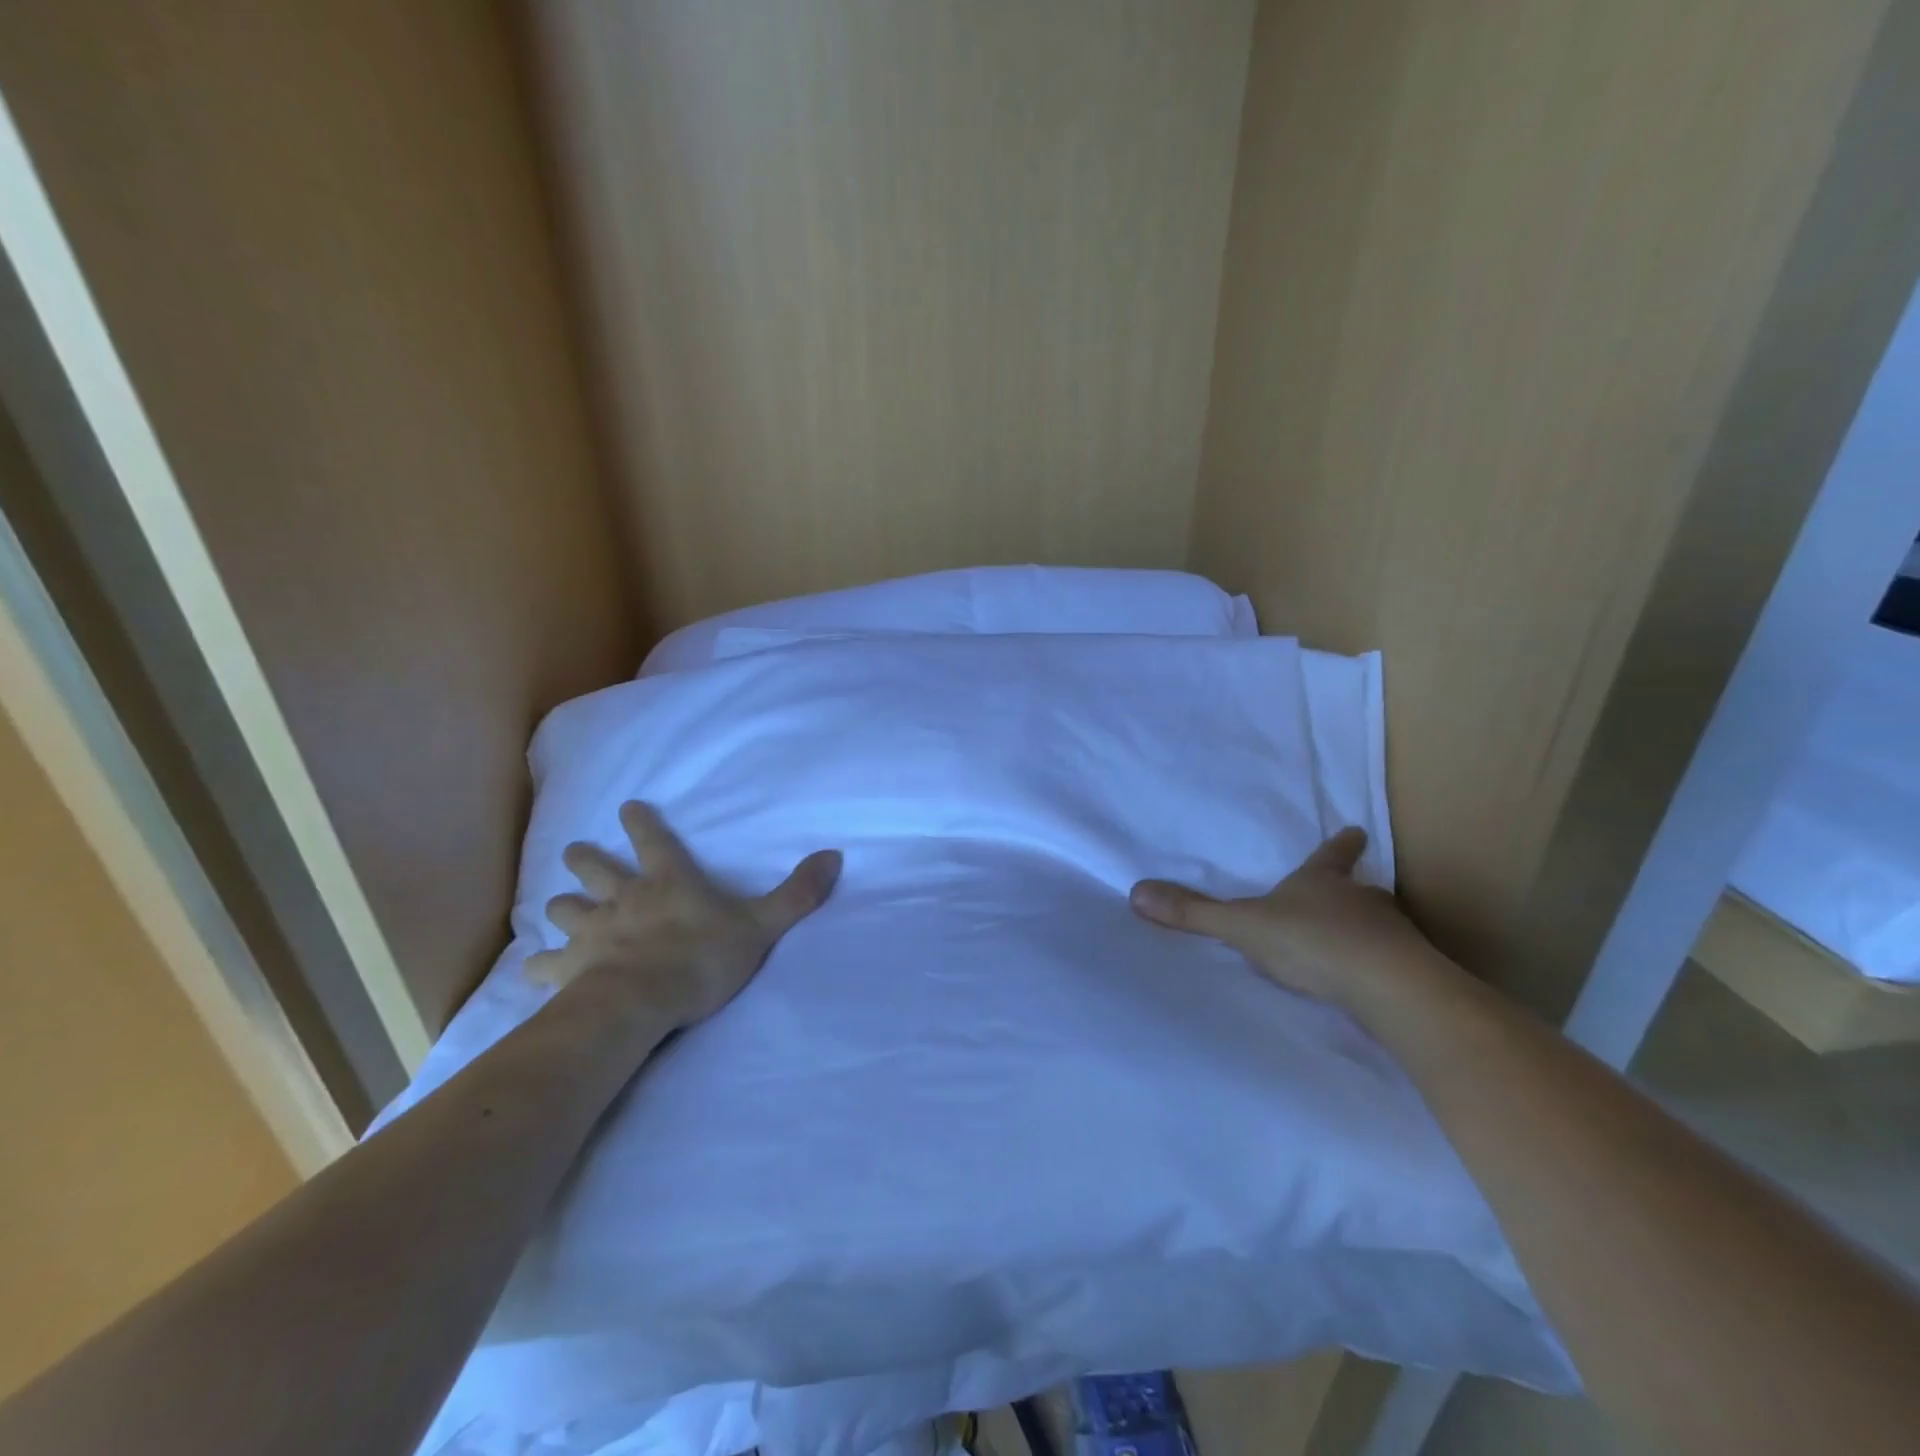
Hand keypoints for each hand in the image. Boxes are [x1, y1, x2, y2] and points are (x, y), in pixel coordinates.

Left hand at [526, 801, 841, 1028]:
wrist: (642, 1002)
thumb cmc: (703, 957)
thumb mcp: (762, 924)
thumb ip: (798, 893)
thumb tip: (835, 855)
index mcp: (667, 882)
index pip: (652, 840)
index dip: (639, 822)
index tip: (625, 807)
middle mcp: (624, 898)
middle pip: (593, 870)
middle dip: (584, 859)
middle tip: (576, 852)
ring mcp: (591, 932)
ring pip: (564, 910)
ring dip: (562, 906)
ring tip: (559, 906)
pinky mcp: (568, 968)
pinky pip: (544, 964)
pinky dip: (539, 965)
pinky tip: (533, 968)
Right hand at [1129, 827, 1438, 1008]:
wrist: (1386, 986)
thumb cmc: (1311, 941)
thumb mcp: (1243, 926)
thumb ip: (1194, 913)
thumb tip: (1137, 891)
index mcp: (1322, 882)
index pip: (1331, 855)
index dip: (1340, 844)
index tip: (1356, 830)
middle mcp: (1361, 901)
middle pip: (1361, 889)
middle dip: (1356, 891)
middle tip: (1354, 893)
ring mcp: (1390, 935)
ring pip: (1380, 925)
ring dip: (1369, 930)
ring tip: (1358, 944)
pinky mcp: (1408, 970)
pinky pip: (1393, 962)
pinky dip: (1381, 966)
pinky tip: (1370, 984)